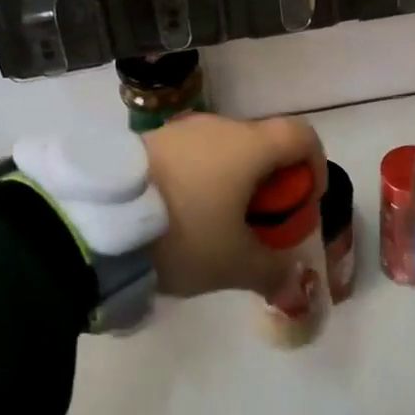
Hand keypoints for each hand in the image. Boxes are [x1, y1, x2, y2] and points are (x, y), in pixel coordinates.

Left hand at [142, 112, 325, 298]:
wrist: (100, 219)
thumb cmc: (184, 233)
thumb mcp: (234, 264)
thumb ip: (273, 273)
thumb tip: (295, 288)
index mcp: (249, 145)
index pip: (302, 135)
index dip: (314, 165)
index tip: (305, 201)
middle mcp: (220, 125)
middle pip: (263, 143)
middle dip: (272, 181)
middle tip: (261, 223)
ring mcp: (182, 129)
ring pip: (226, 148)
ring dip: (235, 179)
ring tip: (220, 223)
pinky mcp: (152, 139)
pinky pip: (194, 153)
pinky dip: (203, 176)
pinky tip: (184, 213)